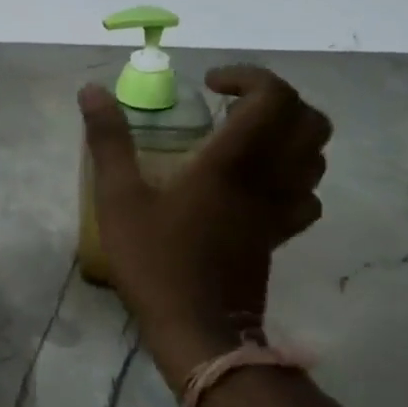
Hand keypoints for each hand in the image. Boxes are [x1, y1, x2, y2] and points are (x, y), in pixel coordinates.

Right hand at [80, 67, 330, 390]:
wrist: (197, 330)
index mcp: (233, 162)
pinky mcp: (281, 235)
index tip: (209, 85)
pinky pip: (308, 194)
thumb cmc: (156, 260)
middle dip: (276, 98)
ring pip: (317, 155)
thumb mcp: (119, 197)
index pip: (273, 97)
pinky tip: (258, 183)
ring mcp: (282, 209)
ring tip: (245, 136)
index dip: (248, 76)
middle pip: (309, 120)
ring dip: (288, 132)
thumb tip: (91, 91)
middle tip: (233, 104)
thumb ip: (108, 140)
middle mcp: (270, 178)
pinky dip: (294, 176)